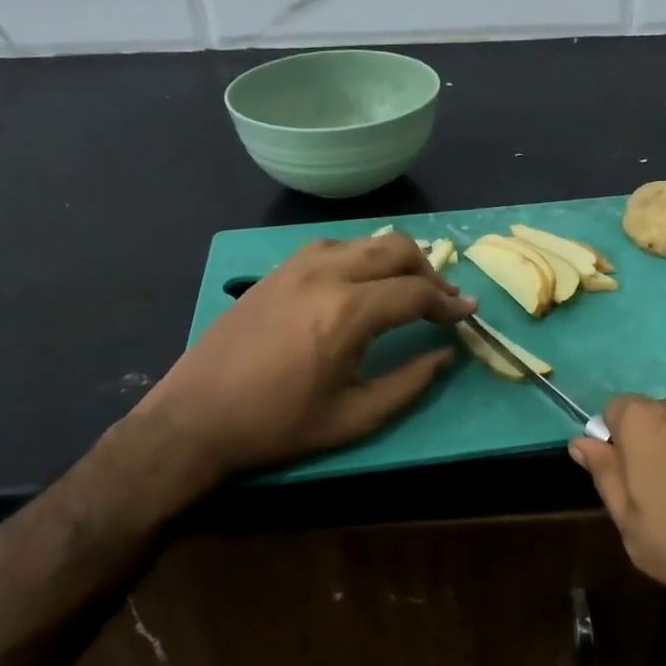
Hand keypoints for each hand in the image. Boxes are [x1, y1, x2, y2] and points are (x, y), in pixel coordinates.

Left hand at [129, 232, 475, 485]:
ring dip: (396, 260)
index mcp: (349, 312)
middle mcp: (327, 274)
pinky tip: (359, 282)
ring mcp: (297, 266)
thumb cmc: (278, 425)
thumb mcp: (354, 418)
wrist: (196, 418)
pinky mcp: (277, 270)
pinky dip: (360, 256)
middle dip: (430, 271)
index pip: (417, 292)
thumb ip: (409, 383)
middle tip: (442, 300)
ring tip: (406, 289)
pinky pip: (332, 246)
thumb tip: (445, 354)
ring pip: (365, 241)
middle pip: (397, 249)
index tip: (469, 313)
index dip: (450, 303)